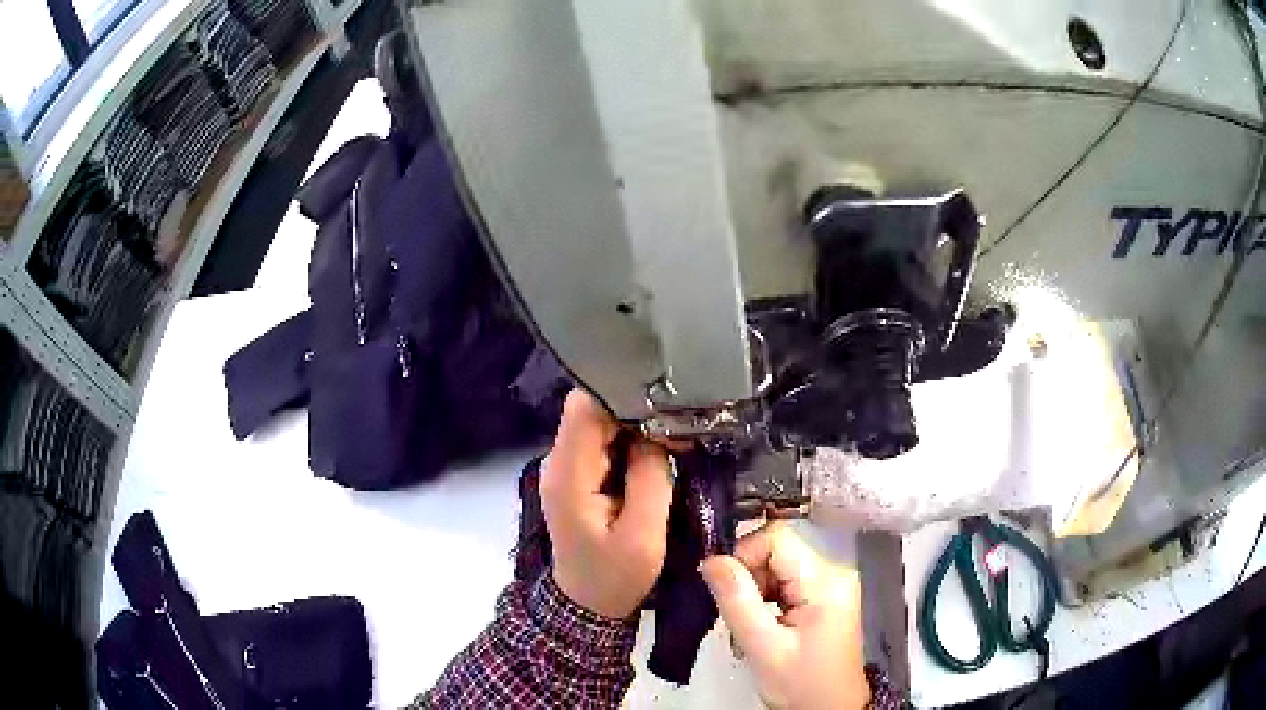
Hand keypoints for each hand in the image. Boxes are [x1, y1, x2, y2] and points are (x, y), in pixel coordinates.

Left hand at [540, 390, 673, 618]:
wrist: (587, 605)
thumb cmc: (615, 577)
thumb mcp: (643, 535)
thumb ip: (650, 478)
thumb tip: (657, 433)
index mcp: (568, 474)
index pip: (584, 407)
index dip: (622, 395)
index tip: (665, 405)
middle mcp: (559, 462)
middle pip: (592, 409)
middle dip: (636, 409)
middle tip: (679, 426)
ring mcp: (566, 468)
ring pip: (599, 422)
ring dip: (635, 426)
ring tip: (673, 440)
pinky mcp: (578, 475)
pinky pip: (603, 442)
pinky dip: (630, 441)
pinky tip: (656, 454)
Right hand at [700, 523, 869, 709]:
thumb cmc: (800, 684)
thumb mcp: (763, 647)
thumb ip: (737, 601)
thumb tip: (711, 559)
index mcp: (825, 581)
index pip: (776, 538)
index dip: (744, 555)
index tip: (725, 589)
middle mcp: (833, 572)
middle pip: (776, 552)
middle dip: (747, 580)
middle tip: (736, 618)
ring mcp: (831, 584)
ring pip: (776, 567)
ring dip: (753, 593)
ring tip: (748, 629)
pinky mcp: (824, 596)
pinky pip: (785, 583)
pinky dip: (765, 601)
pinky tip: (761, 628)